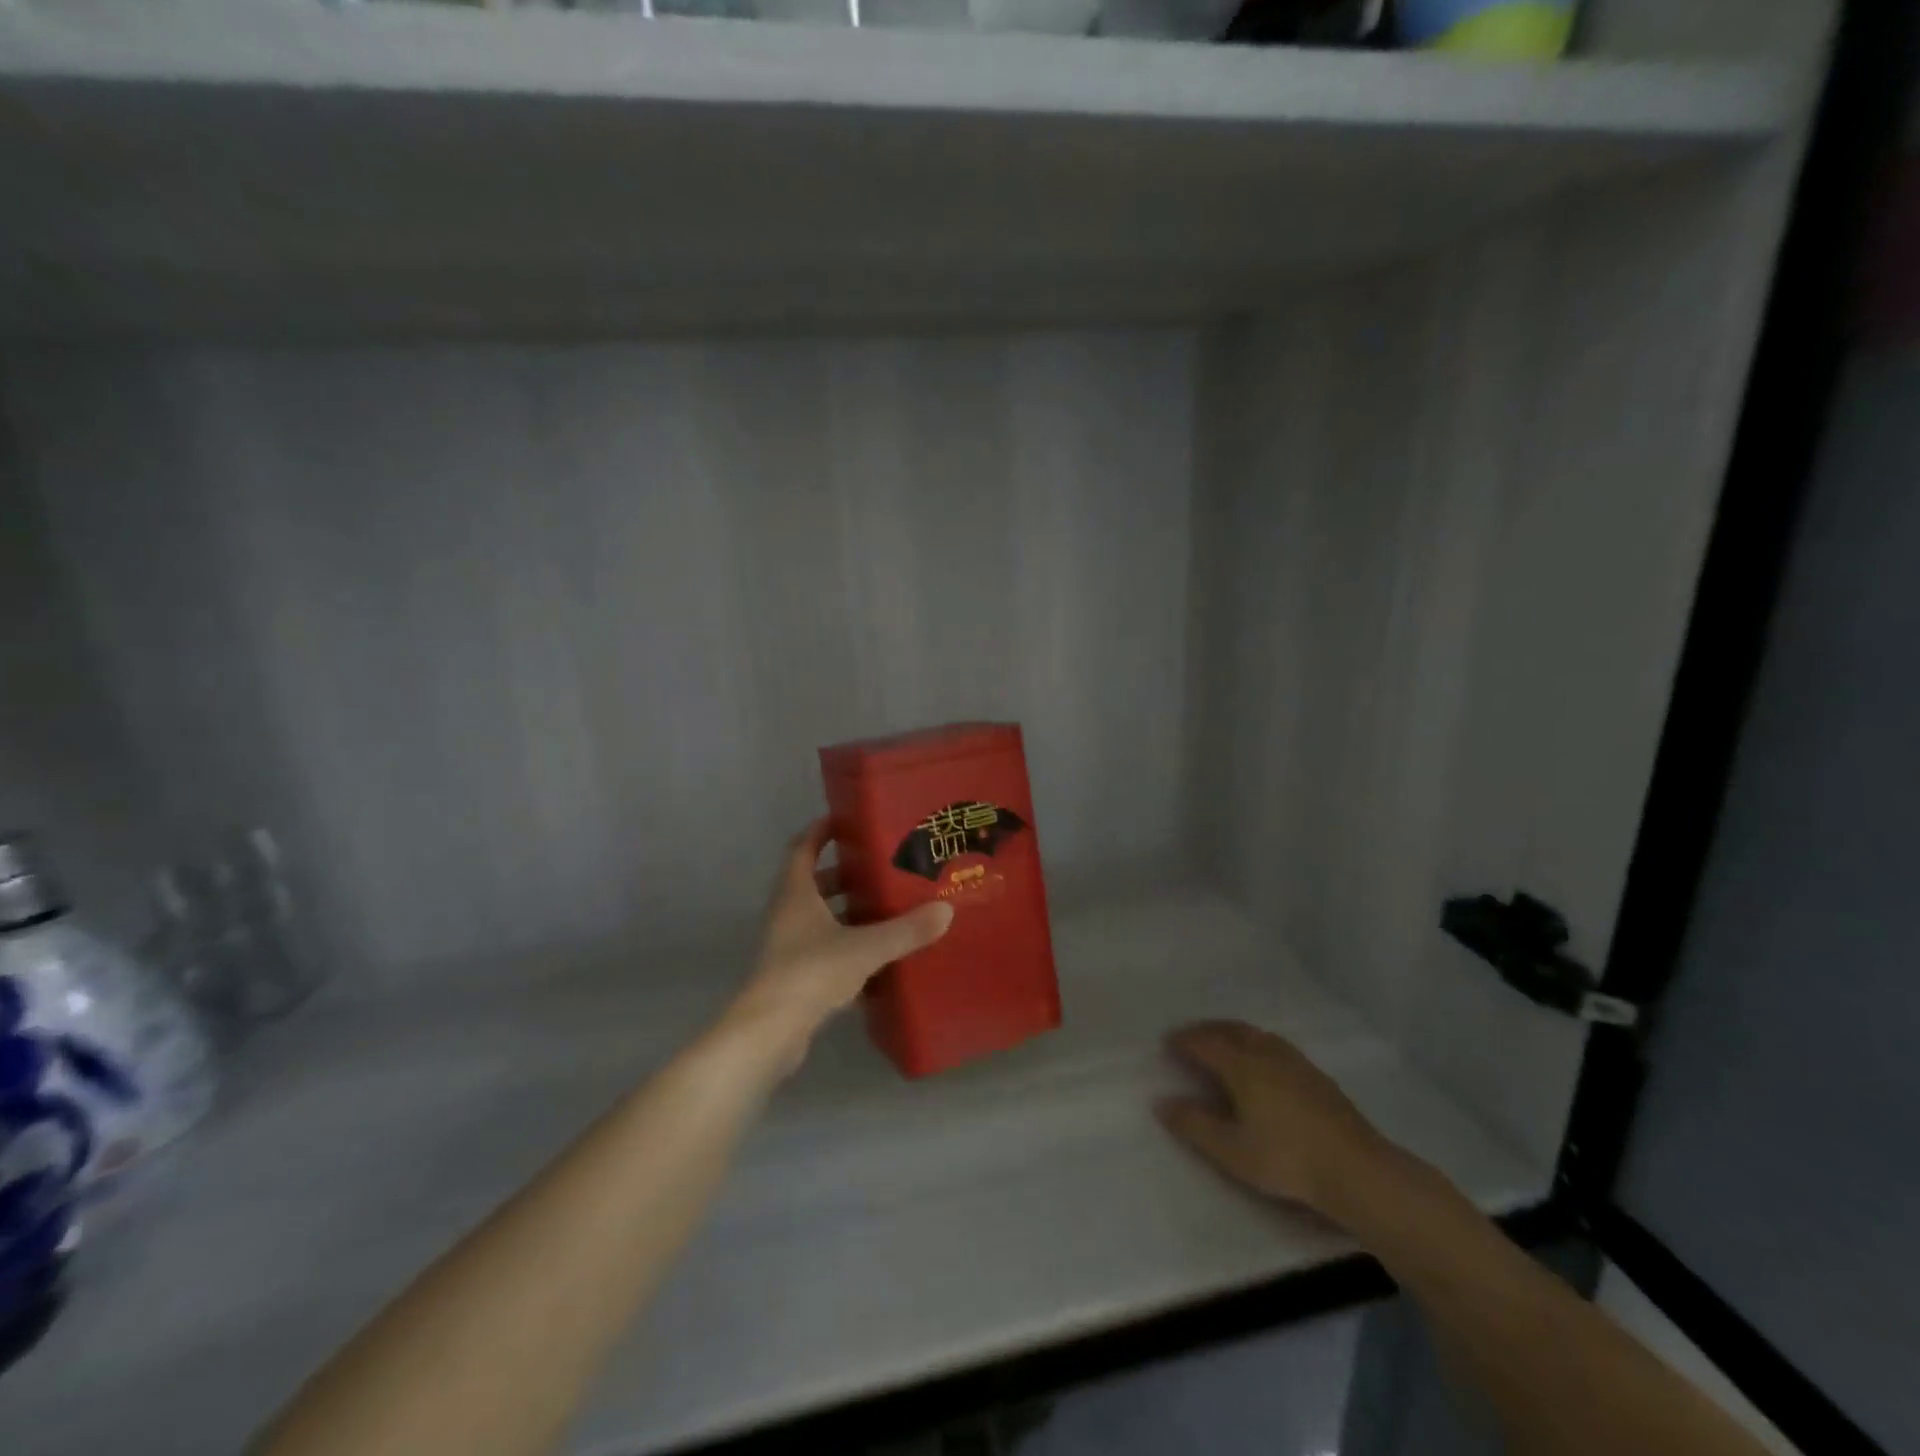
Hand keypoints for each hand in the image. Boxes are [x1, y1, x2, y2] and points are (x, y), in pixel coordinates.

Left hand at [725, 818, 952, 1068]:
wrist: (770, 1032)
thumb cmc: (811, 972)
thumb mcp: (865, 947)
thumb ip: (905, 930)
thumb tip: (946, 910)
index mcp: (796, 894)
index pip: (802, 848)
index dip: (821, 831)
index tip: (846, 820)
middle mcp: (788, 914)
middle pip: (814, 882)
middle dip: (844, 872)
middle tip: (880, 866)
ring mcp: (789, 946)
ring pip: (819, 917)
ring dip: (846, 909)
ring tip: (885, 906)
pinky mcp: (795, 976)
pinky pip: (824, 948)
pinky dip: (846, 944)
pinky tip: (877, 953)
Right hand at [1157, 1020, 1389, 1222]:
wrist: (1357, 1171)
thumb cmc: (1287, 1159)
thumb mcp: (1231, 1150)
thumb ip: (1194, 1125)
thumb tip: (1161, 1102)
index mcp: (1241, 1065)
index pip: (1204, 1043)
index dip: (1183, 1041)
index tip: (1166, 1042)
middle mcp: (1265, 1053)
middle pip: (1230, 1030)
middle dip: (1206, 1029)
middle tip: (1190, 1036)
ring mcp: (1294, 1061)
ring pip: (1255, 1034)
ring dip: (1232, 1032)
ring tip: (1222, 1042)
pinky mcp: (1315, 1075)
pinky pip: (1274, 1044)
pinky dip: (1255, 1043)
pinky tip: (1262, 1062)